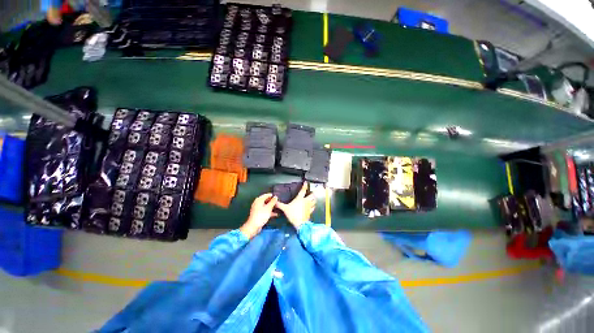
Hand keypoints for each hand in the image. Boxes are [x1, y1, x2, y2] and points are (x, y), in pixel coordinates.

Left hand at [240, 193, 277, 239]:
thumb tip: (276, 197)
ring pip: (266, 205)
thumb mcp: (269, 208)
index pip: (267, 195)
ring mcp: (258, 208)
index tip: (278, 197)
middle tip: (279, 202)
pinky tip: (275, 214)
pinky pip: (265, 210)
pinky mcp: (259, 213)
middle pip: (266, 200)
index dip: (273, 196)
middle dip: (272, 201)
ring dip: (272, 207)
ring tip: (278, 208)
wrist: (254, 226)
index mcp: (259, 200)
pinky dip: (270, 211)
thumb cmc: (261, 215)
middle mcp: (258, 203)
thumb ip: (273, 201)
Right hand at [276, 182, 315, 229]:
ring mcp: (309, 206)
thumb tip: (275, 201)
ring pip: (314, 201)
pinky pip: (313, 207)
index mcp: (300, 198)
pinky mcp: (310, 211)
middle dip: (312, 193)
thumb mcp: (285, 209)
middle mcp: (306, 201)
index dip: (304, 185)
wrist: (300, 224)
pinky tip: (312, 206)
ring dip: (314, 199)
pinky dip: (313, 206)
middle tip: (312, 191)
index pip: (303, 190)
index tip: (306, 182)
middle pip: (312, 195)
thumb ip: (280, 205)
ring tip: (313, 198)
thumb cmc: (293, 214)